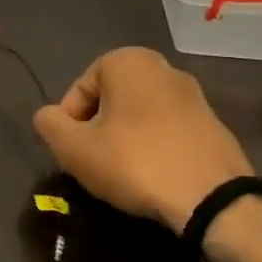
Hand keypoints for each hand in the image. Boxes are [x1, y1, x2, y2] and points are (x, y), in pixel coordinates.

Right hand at [32, 47, 251, 229]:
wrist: (213, 199)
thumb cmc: (134, 162)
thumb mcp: (74, 147)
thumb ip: (49, 124)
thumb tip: (47, 117)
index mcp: (129, 61)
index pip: (80, 88)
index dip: (68, 121)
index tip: (72, 151)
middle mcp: (164, 68)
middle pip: (111, 100)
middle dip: (97, 129)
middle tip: (91, 162)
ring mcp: (195, 97)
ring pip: (139, 116)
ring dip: (124, 140)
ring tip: (119, 173)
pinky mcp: (214, 126)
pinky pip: (167, 132)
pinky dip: (153, 149)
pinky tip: (151, 177)